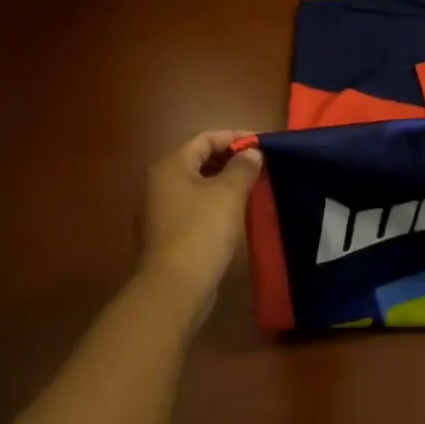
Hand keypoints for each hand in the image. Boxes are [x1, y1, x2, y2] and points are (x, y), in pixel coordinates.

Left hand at [136, 130, 263, 322]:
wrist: (174, 287)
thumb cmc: (201, 231)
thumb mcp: (229, 193)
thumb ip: (243, 167)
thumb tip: (251, 153)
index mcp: (171, 167)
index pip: (205, 138)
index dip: (235, 136)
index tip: (263, 143)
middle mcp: (161, 184)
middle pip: (199, 160)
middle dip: (231, 159)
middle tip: (261, 164)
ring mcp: (163, 211)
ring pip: (199, 185)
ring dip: (226, 182)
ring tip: (254, 186)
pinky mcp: (170, 234)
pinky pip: (197, 207)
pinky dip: (218, 203)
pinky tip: (237, 213)